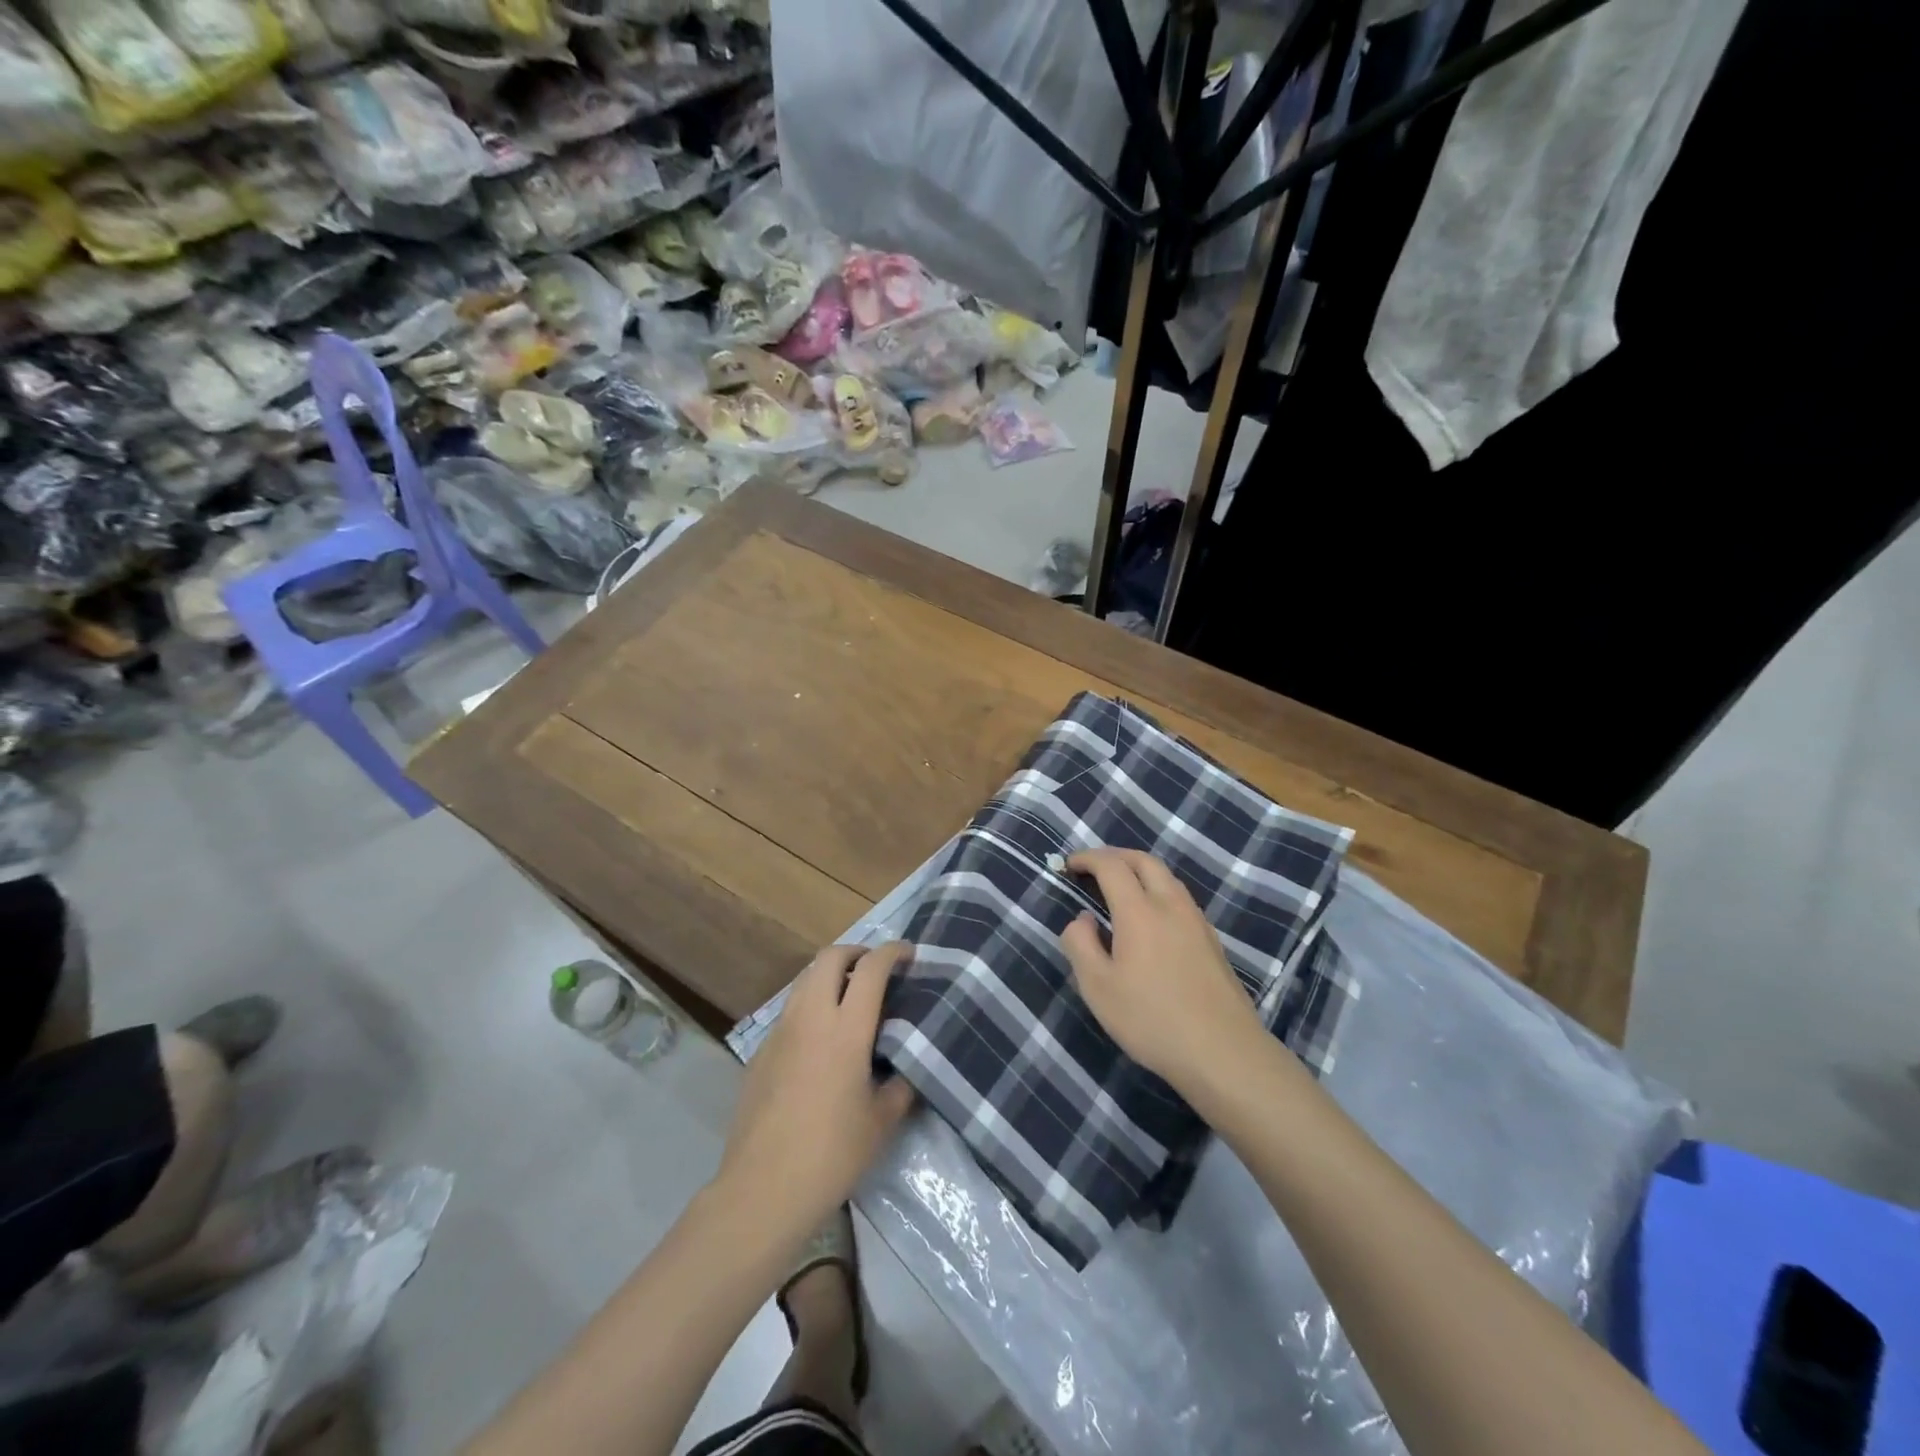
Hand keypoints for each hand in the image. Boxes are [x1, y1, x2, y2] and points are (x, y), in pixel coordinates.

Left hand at [716, 942, 915, 1234]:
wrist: (762, 1189)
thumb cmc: (832, 1154)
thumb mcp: (882, 1121)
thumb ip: (901, 1082)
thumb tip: (907, 1063)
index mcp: (846, 1030)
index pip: (871, 968)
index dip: (891, 952)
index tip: (908, 953)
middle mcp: (811, 1018)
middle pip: (830, 957)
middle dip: (856, 951)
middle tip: (876, 969)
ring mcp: (781, 1032)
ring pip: (805, 980)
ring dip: (831, 975)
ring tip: (851, 998)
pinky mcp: (761, 1051)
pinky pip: (791, 1010)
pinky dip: (811, 1005)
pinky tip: (821, 1040)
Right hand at [1060, 849, 1266, 1093]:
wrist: (1223, 1052)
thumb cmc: (1151, 1019)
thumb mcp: (1098, 987)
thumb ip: (1080, 944)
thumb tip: (1082, 919)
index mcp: (1139, 911)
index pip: (1111, 866)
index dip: (1088, 858)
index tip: (1069, 864)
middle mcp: (1171, 905)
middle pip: (1144, 861)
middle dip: (1115, 856)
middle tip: (1093, 867)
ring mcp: (1197, 922)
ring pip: (1167, 878)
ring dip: (1139, 871)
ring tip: (1119, 888)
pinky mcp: (1212, 941)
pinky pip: (1180, 898)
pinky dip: (1158, 891)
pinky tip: (1151, 918)